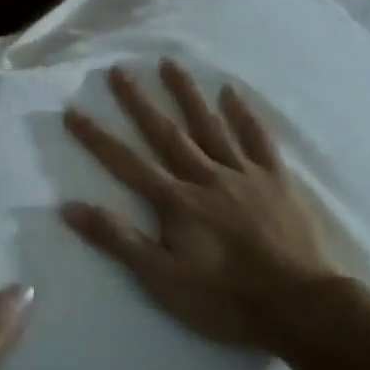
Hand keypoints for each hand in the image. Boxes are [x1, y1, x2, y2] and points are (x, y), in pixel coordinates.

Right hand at [62, 61, 344, 352]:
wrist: (299, 305)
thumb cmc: (224, 298)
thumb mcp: (162, 278)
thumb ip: (118, 240)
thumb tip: (70, 207)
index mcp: (176, 202)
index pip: (127, 163)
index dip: (97, 138)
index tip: (73, 111)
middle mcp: (205, 177)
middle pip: (166, 133)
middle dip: (139, 101)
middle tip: (119, 70)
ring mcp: (243, 175)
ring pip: (210, 126)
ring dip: (187, 94)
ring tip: (169, 63)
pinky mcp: (276, 181)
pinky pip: (258, 140)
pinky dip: (244, 115)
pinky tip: (232, 92)